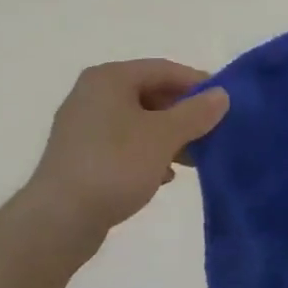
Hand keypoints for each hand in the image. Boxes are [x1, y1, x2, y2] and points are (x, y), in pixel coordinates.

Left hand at [24, 59, 230, 241]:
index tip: (226, 104)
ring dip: (168, 137)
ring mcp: (83, 126)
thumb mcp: (163, 137)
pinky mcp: (81, 156)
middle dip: (183, 114)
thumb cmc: (115, 166)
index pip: (163, 69)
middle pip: (149, 94)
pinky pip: (123, 145)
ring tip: (193, 159)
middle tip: (212, 133)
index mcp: (109, 79)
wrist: (60, 218)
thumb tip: (221, 95)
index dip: (197, 84)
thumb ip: (195, 113)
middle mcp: (92, 95)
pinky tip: (164, 176)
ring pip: (137, 123)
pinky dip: (147, 155)